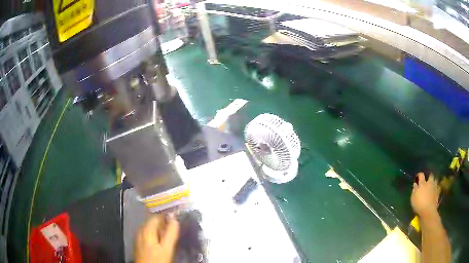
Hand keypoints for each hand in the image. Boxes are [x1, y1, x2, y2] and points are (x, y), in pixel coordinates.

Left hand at [135, 214, 179, 262]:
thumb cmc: (157, 259)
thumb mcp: (167, 247)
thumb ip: (171, 233)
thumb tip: (174, 218)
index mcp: (146, 228)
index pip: (157, 216)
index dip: (168, 217)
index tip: (177, 221)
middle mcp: (140, 230)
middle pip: (154, 222)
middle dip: (164, 225)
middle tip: (174, 232)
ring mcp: (138, 237)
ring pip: (151, 229)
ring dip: (160, 231)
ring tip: (169, 239)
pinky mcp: (139, 243)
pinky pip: (148, 235)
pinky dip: (155, 236)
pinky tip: (160, 244)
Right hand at [411, 173, 439, 218]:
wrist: (428, 210)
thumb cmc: (419, 204)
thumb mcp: (413, 198)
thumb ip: (414, 190)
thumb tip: (415, 184)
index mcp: (422, 183)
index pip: (421, 175)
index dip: (419, 175)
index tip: (417, 176)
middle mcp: (429, 183)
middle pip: (430, 175)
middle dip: (429, 176)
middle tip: (427, 179)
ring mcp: (434, 187)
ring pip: (435, 180)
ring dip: (434, 181)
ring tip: (432, 183)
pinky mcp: (438, 192)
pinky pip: (438, 187)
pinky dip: (437, 187)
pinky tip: (436, 189)